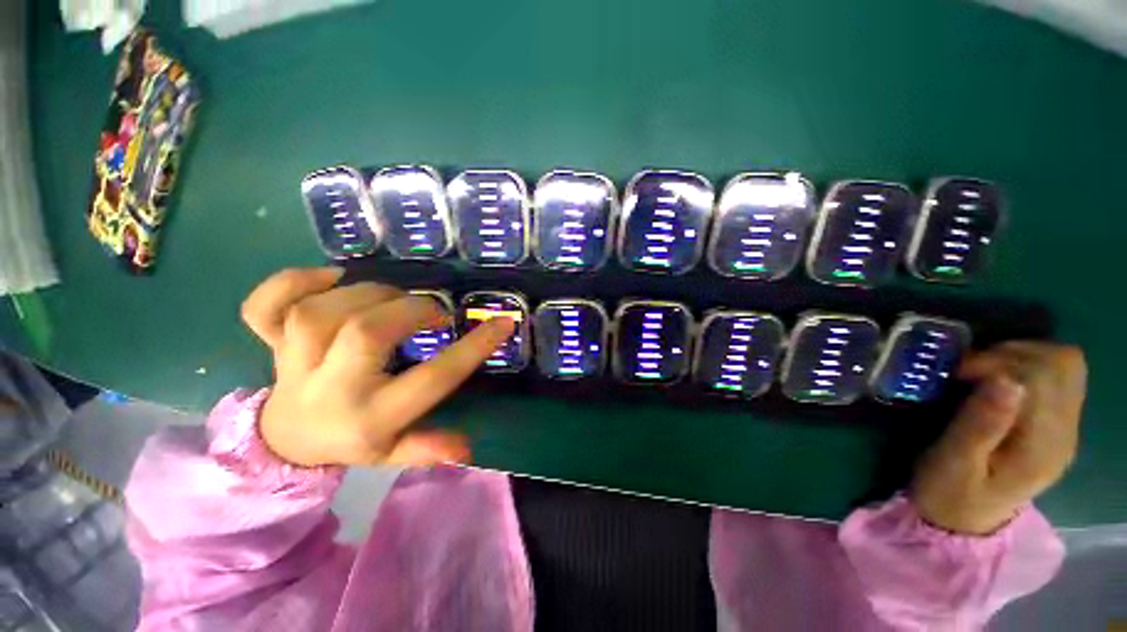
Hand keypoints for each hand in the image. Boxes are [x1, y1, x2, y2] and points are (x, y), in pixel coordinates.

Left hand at [239, 268, 514, 467]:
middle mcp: (330, 388)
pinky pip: (264, 308)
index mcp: (370, 416)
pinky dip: (291, 283)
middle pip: (366, 333)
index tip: (503, 323)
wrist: (285, 440)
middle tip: (433, 311)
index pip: (432, 379)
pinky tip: (329, 277)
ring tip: (393, 297)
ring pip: (318, 313)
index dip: (473, 348)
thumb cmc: (352, 440)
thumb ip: (428, 448)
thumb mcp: (393, 453)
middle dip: (411, 311)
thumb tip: (468, 447)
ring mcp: (293, 363)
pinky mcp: (270, 343)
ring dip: (365, 293)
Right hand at [911, 342, 1086, 534]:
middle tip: (971, 370)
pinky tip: (998, 382)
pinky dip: (1027, 365)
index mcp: (1042, 447)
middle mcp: (1065, 432)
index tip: (958, 373)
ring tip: (983, 372)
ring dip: (1021, 356)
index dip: (999, 362)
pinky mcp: (1057, 422)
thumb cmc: (949, 491)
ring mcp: (1066, 427)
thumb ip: (981, 425)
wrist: (963, 519)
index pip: (1043, 377)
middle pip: (1062, 364)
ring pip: (1065, 364)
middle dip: (1012, 354)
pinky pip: (1057, 376)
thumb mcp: (954, 462)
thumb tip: (1005, 381)